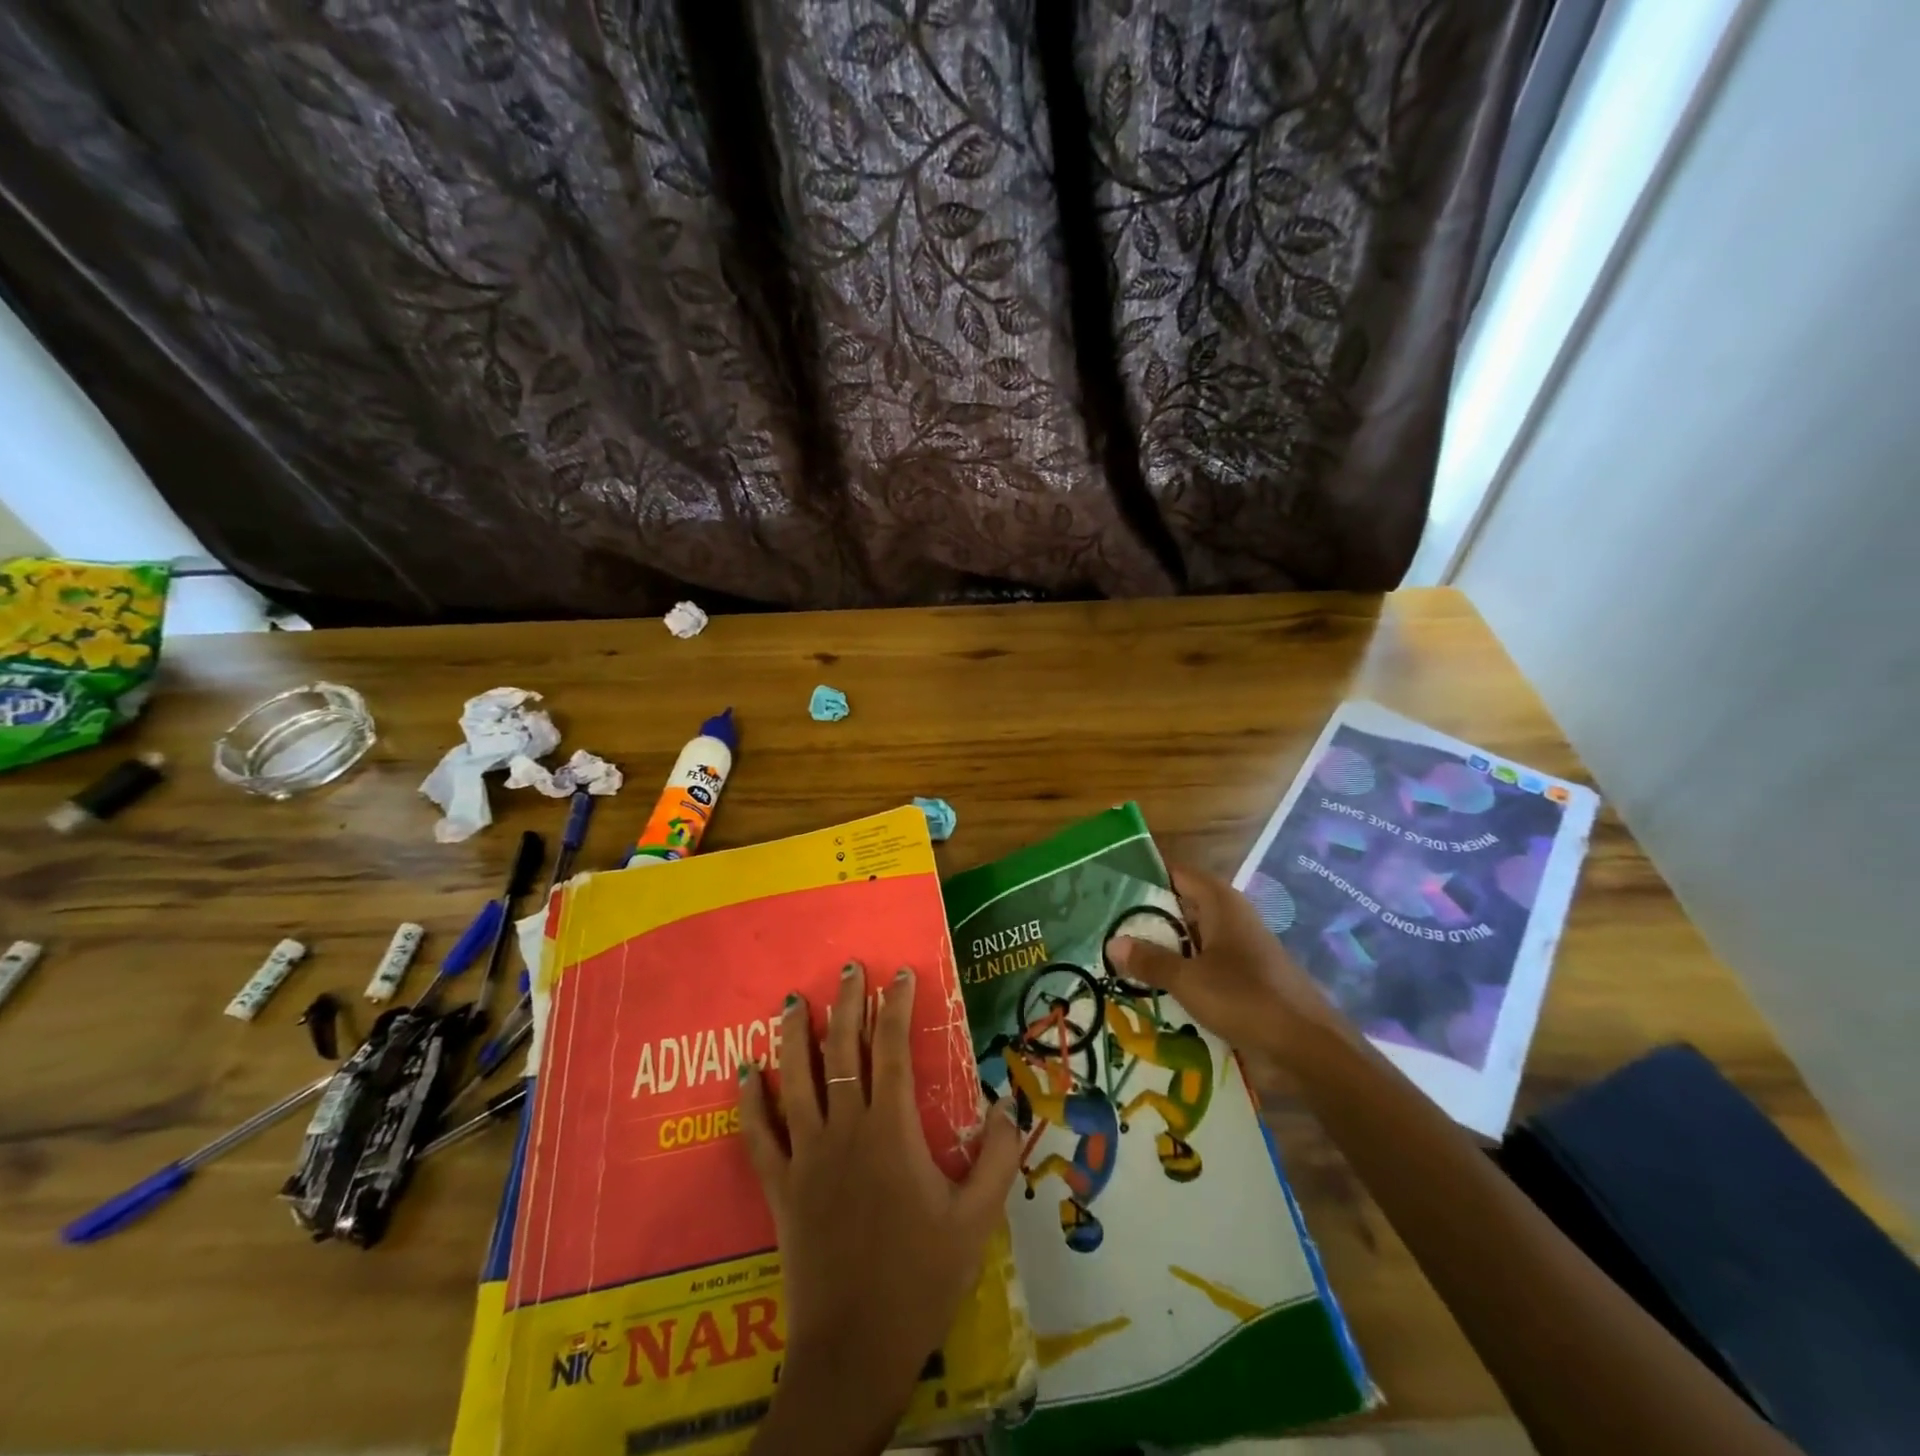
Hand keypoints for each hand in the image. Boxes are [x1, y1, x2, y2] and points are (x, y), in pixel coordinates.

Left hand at [739, 961, 1020, 1455]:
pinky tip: (745, 1071)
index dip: (896, 1007)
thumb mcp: (976, 1220)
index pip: (893, 1051)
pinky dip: (751, 1101)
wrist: (856, 1348)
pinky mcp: (781, 1187)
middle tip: (847, 968)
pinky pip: (760, 1136)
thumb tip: (1003, 1102)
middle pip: (842, 1053)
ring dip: (794, 1036)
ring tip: (792, 1000)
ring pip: (796, 1081)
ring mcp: (807, 1157)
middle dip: (846, 1005)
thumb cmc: (921, 1278)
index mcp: (891, 1132)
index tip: (899, 974)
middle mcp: (845, 1131)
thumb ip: (995, 1157)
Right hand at [1106, 865, 1346, 1086]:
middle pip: (1182, 905)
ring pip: (1193, 937)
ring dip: (1164, 948)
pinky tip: (1157, 988)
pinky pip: (1206, 962)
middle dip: (1148, 918)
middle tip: (1107, 929)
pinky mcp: (1247, 974)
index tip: (1110, 890)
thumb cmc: (1245, 999)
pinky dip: (1183, 969)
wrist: (1308, 1046)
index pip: (1175, 874)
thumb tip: (1112, 943)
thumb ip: (1150, 960)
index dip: (1145, 878)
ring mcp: (1241, 946)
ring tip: (1123, 960)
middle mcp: (1231, 916)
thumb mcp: (1188, 980)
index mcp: (1220, 902)